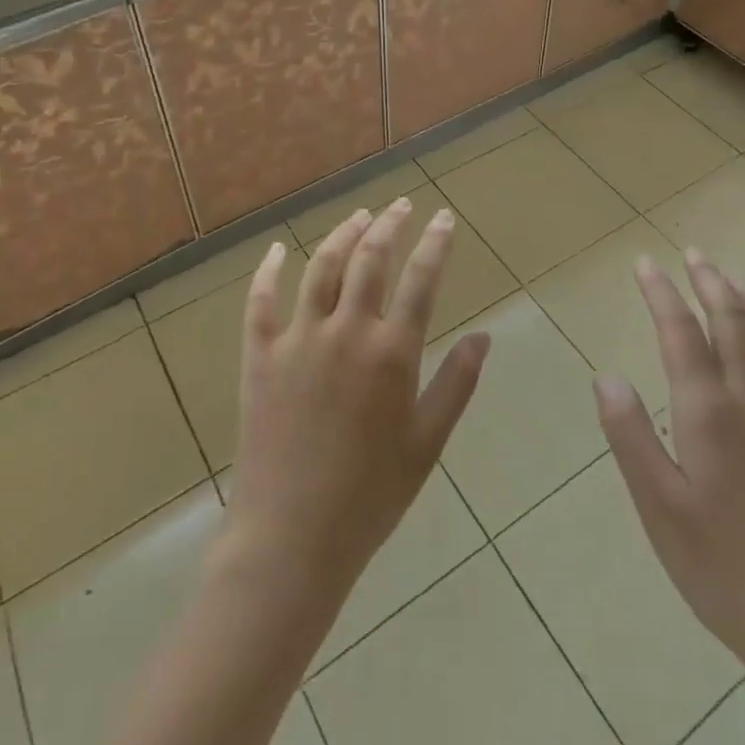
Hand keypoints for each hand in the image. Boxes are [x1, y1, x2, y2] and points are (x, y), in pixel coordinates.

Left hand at [216, 200, 491, 603]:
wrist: (291, 539)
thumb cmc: (370, 497)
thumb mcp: (427, 444)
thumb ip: (457, 384)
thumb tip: (484, 336)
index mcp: (391, 354)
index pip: (421, 280)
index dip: (435, 243)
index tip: (443, 218)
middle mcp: (346, 332)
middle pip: (370, 259)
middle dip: (390, 225)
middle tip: (402, 206)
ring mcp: (298, 339)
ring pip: (321, 266)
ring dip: (343, 233)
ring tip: (360, 215)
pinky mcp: (260, 356)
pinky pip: (260, 301)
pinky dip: (268, 271)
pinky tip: (277, 249)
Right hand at [595, 250, 744, 677]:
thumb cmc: (726, 570)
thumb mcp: (660, 508)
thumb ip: (631, 436)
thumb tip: (606, 375)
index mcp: (709, 413)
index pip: (681, 333)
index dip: (662, 293)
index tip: (646, 264)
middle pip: (733, 323)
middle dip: (710, 283)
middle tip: (695, 254)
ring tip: (737, 280)